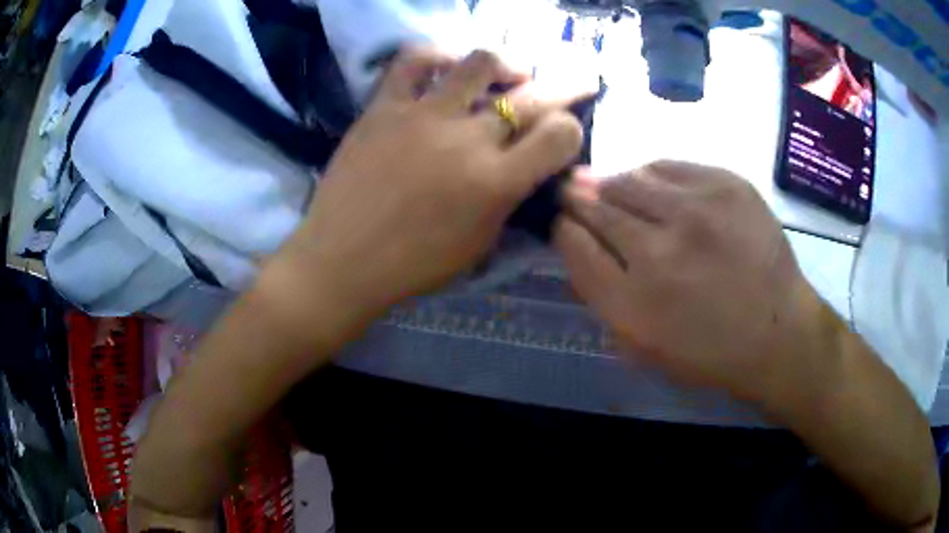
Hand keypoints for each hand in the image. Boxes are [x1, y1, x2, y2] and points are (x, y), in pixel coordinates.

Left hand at [277, 47, 583, 322]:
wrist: (342, 260)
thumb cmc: (414, 264)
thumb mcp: (480, 243)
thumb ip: (509, 197)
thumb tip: (526, 164)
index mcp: (496, 183)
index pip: (560, 135)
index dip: (571, 129)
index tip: (564, 132)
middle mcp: (467, 139)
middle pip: (534, 96)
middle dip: (567, 85)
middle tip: (578, 78)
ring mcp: (423, 115)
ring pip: (479, 62)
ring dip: (506, 63)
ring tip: (509, 72)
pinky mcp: (384, 106)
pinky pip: (413, 60)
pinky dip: (437, 55)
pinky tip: (448, 64)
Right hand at [555, 161, 816, 404]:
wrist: (777, 331)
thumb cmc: (707, 349)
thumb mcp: (641, 345)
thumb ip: (601, 293)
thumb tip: (576, 238)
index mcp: (633, 302)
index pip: (573, 243)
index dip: (563, 226)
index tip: (563, 220)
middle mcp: (660, 250)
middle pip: (596, 203)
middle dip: (578, 196)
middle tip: (574, 191)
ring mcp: (697, 210)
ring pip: (630, 177)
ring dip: (614, 184)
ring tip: (616, 190)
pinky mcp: (726, 185)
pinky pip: (669, 166)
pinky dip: (653, 176)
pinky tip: (656, 189)